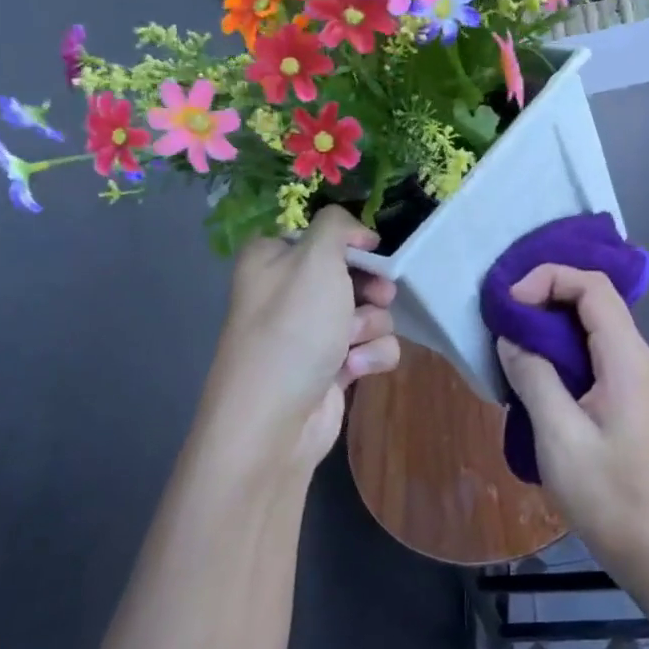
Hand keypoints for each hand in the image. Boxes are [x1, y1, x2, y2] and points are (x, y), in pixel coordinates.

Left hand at [205, 207, 399, 473]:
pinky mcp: (332, 367)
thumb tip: (359, 234)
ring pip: (369, 310)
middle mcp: (288, 292)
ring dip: (371, 324)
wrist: (274, 422)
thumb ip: (337, 226)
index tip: (369, 249)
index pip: (321, 234)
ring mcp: (310, 333)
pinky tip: (355, 369)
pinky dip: (371, 355)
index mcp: (272, 258)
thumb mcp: (315, 258)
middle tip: (376, 296)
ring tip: (353, 343)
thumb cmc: (292, 329)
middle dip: (371, 287)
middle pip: (353, 272)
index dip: (350, 242)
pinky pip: (371, 346)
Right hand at [495, 266, 648, 580]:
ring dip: (551, 320)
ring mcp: (633, 373)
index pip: (592, 287)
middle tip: (504, 315)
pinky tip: (533, 365)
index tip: (510, 304)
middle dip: (547, 293)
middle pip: (594, 297)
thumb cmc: (608, 494)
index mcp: (626, 357)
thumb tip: (511, 337)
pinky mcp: (625, 391)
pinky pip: (592, 348)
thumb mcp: (559, 436)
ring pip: (592, 322)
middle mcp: (635, 354)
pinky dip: (561, 344)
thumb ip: (534, 377)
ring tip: (511, 336)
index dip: (550, 279)